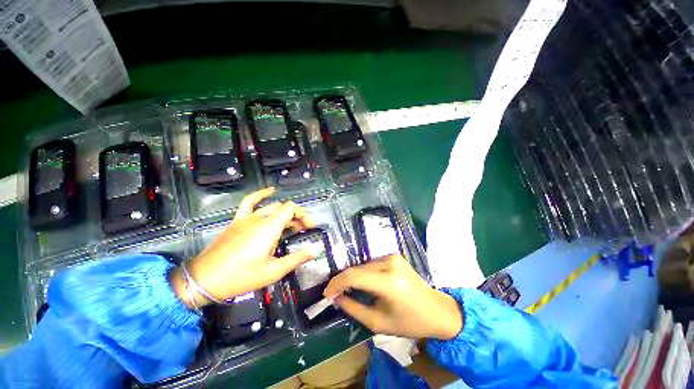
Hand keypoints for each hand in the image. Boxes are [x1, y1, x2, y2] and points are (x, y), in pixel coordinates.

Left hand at [170, 188, 315, 308]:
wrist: (205, 280)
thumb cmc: (242, 277)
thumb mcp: (273, 271)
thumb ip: (296, 259)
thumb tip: (314, 253)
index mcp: (269, 228)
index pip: (291, 209)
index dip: (303, 215)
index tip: (309, 227)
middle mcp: (259, 218)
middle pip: (284, 208)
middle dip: (297, 217)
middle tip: (303, 230)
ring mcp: (246, 218)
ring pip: (271, 207)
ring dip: (284, 212)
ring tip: (291, 223)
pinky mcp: (237, 221)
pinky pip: (249, 202)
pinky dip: (261, 195)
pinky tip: (270, 191)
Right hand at [324, 254, 462, 339]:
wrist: (437, 310)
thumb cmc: (410, 322)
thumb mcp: (379, 322)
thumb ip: (354, 309)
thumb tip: (336, 298)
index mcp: (389, 282)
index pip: (354, 276)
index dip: (336, 283)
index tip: (327, 293)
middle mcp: (390, 263)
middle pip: (357, 269)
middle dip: (343, 281)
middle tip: (335, 293)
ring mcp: (393, 257)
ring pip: (364, 265)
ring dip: (354, 277)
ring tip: (349, 290)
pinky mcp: (395, 255)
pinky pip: (372, 263)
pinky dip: (364, 272)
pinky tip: (364, 283)